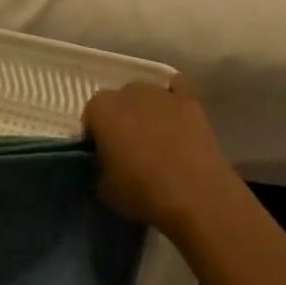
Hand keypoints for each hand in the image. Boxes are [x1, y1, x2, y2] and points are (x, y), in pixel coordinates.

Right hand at [83, 77, 236, 232]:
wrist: (194, 194)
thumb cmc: (142, 193)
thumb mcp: (104, 190)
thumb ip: (99, 166)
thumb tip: (105, 162)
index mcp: (102, 109)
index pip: (91, 114)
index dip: (96, 135)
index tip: (103, 155)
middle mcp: (129, 91)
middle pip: (119, 100)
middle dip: (121, 119)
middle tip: (128, 148)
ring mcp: (161, 93)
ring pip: (146, 95)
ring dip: (146, 111)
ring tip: (156, 140)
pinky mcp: (189, 100)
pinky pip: (176, 90)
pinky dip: (172, 100)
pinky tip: (175, 119)